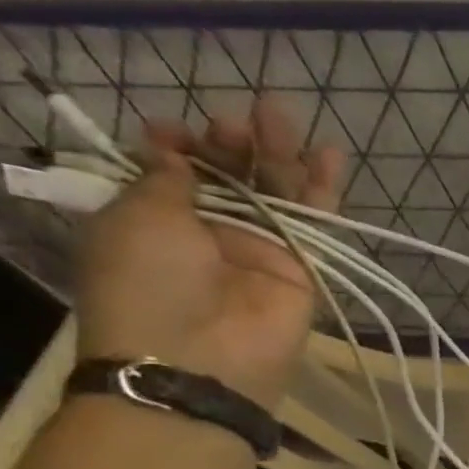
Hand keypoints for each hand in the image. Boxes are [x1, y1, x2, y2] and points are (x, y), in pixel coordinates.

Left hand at [73, 99, 344, 411]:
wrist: (202, 354)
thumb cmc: (148, 281)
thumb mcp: (138, 217)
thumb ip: (166, 180)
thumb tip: (176, 149)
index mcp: (154, 219)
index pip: (173, 171)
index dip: (179, 146)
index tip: (178, 128)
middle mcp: (209, 230)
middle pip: (230, 176)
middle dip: (234, 143)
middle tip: (244, 116)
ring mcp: (260, 248)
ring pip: (276, 191)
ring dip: (279, 154)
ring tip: (283, 114)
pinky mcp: (303, 265)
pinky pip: (315, 221)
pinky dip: (323, 189)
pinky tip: (330, 155)